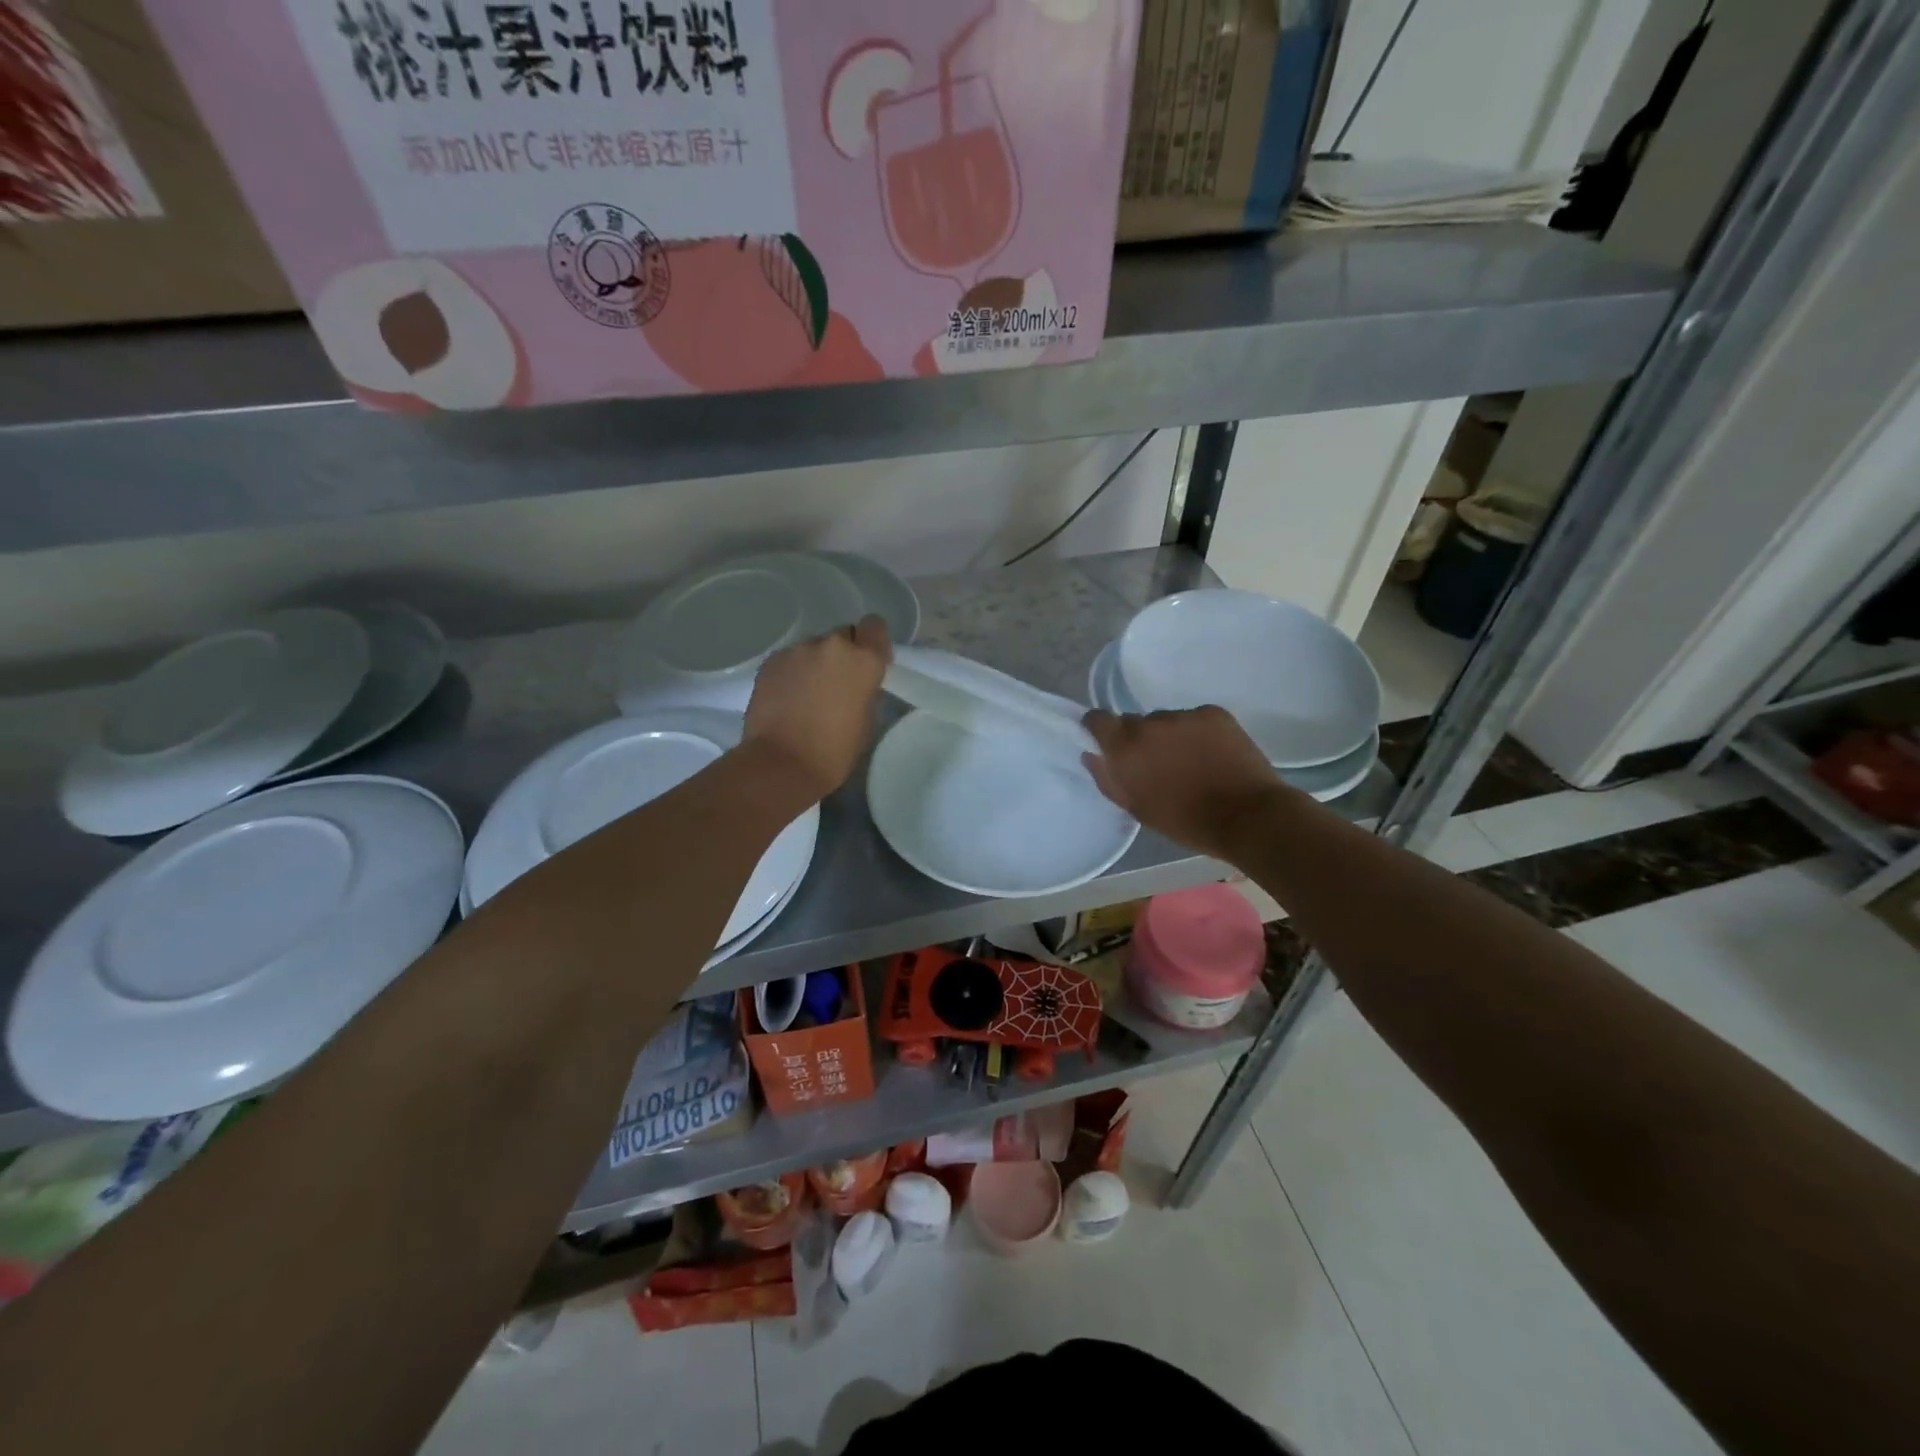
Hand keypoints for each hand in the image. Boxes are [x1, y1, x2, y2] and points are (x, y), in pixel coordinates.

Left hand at [742, 616, 891, 803]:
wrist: (782, 763)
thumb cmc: (835, 751)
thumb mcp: (867, 720)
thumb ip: (865, 689)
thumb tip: (854, 682)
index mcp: (864, 660)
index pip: (875, 626)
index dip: (872, 642)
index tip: (868, 662)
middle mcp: (832, 645)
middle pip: (843, 636)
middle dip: (842, 655)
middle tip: (835, 684)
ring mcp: (798, 650)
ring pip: (813, 648)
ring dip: (815, 664)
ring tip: (806, 694)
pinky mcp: (771, 661)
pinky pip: (790, 659)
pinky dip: (792, 673)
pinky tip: (787, 698)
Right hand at [1082, 706, 1285, 859]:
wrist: (1247, 816)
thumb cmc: (1185, 821)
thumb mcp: (1137, 808)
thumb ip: (1108, 779)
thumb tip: (1091, 755)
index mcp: (1126, 747)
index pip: (1097, 719)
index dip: (1099, 728)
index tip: (1107, 743)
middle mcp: (1150, 723)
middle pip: (1135, 722)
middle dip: (1140, 739)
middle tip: (1158, 765)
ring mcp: (1185, 715)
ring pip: (1167, 721)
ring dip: (1171, 736)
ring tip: (1191, 763)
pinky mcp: (1214, 713)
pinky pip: (1196, 719)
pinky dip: (1199, 733)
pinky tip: (1213, 755)